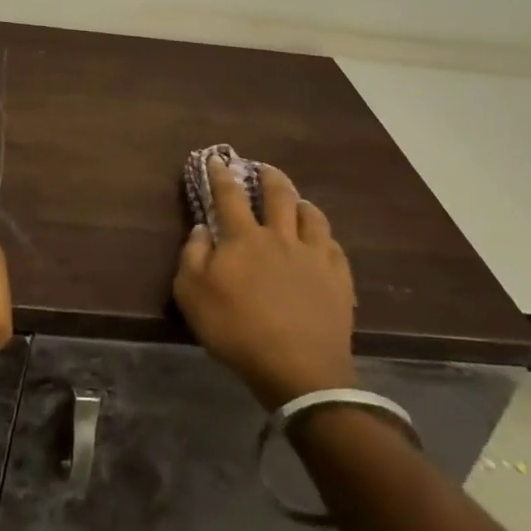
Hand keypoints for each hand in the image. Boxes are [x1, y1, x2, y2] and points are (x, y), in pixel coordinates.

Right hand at [173, 157, 357, 411]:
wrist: (298, 370)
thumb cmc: (237, 330)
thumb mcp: (192, 295)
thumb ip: (192, 256)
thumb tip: (201, 229)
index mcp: (244, 238)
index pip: (229, 195)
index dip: (221, 175)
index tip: (217, 160)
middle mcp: (280, 237)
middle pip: (278, 195)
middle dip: (270, 177)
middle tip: (265, 170)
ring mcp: (313, 257)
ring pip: (312, 215)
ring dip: (302, 203)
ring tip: (298, 202)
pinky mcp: (338, 280)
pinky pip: (334, 246)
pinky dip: (325, 237)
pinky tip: (323, 241)